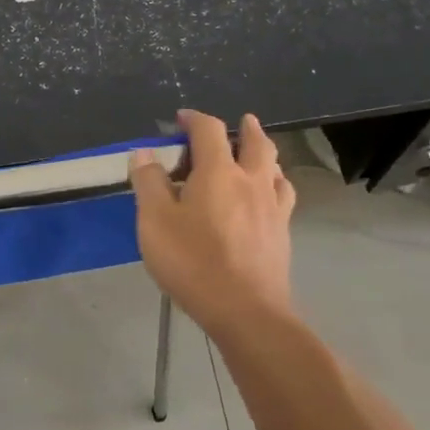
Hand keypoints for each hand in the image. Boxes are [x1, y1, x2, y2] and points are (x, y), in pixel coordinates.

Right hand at [131, 110, 296, 336]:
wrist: (245, 310)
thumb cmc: (193, 262)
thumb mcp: (155, 221)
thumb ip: (149, 183)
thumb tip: (145, 153)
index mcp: (218, 171)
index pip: (209, 130)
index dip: (195, 119)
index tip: (182, 119)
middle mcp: (251, 180)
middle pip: (256, 142)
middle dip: (246, 127)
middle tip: (241, 122)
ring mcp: (273, 206)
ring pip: (275, 167)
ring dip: (265, 154)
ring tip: (256, 156)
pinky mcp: (283, 232)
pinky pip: (284, 195)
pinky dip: (276, 184)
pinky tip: (270, 196)